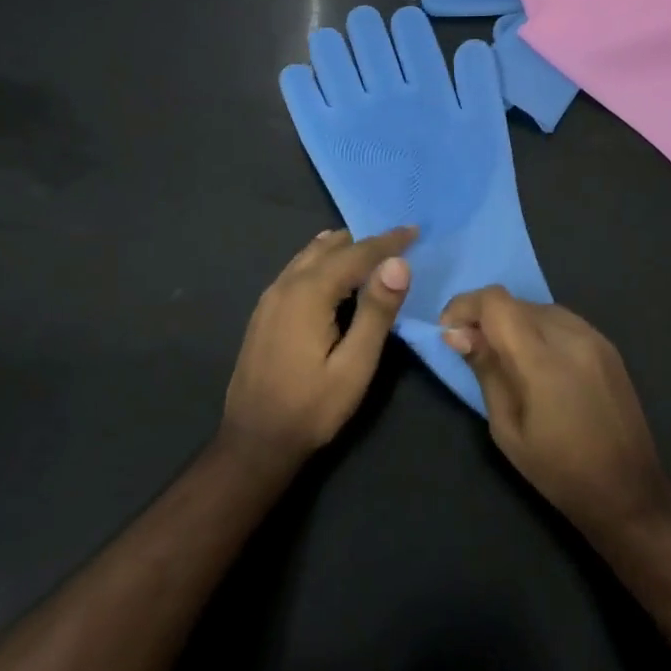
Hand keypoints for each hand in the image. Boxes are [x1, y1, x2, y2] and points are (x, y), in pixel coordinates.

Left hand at [222, 226, 415, 469]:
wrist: (254, 441)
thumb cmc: (311, 408)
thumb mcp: (355, 366)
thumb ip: (377, 312)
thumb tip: (398, 263)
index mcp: (309, 293)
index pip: (357, 254)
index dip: (388, 241)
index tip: (415, 230)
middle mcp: (286, 284)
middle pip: (331, 247)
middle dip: (366, 241)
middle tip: (399, 241)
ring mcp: (270, 296)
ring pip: (310, 255)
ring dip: (343, 248)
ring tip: (372, 249)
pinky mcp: (265, 310)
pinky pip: (298, 268)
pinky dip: (322, 259)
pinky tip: (332, 268)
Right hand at [441, 287, 670, 542]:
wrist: (629, 490)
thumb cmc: (558, 470)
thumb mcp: (507, 427)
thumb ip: (485, 370)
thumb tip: (456, 333)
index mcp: (541, 359)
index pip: (495, 302)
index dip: (465, 306)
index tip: (449, 331)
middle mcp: (570, 335)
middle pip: (515, 302)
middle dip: (486, 317)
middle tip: (471, 348)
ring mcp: (593, 336)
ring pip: (538, 308)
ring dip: (513, 322)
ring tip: (505, 357)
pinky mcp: (607, 344)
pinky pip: (561, 320)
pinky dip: (538, 329)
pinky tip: (537, 361)